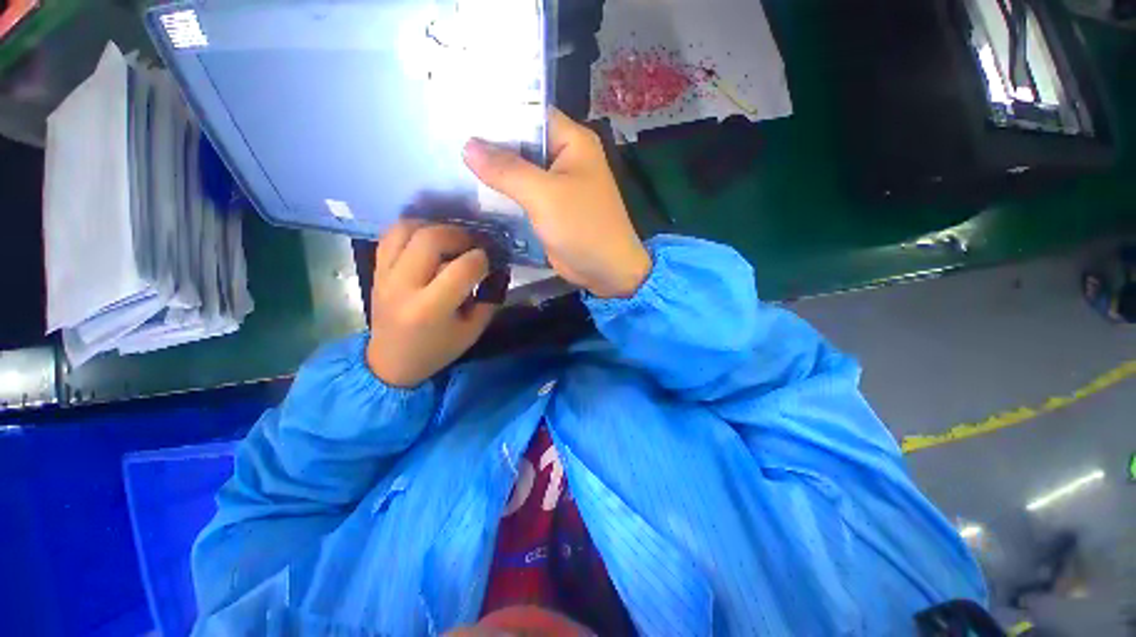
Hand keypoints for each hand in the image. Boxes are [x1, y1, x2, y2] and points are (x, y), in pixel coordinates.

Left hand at [366, 222, 496, 387]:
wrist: (391, 361)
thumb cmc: (437, 350)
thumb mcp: (473, 331)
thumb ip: (488, 298)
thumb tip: (498, 268)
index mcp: (430, 309)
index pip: (461, 268)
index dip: (482, 259)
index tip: (490, 261)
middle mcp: (403, 286)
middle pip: (431, 239)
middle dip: (460, 235)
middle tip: (474, 244)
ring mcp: (385, 275)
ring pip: (407, 228)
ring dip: (435, 227)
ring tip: (452, 238)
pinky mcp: (376, 269)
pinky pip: (391, 234)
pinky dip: (414, 229)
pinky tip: (430, 238)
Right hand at [462, 109, 650, 298]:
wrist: (606, 271)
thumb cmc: (583, 227)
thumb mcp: (545, 195)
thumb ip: (507, 170)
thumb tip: (468, 146)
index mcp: (572, 142)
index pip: (529, 114)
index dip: (496, 112)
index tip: (457, 112)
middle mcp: (564, 159)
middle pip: (521, 144)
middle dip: (489, 146)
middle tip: (444, 140)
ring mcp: (556, 186)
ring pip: (519, 172)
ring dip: (493, 174)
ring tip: (449, 164)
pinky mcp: (549, 209)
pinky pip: (522, 196)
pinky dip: (503, 197)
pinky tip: (472, 194)